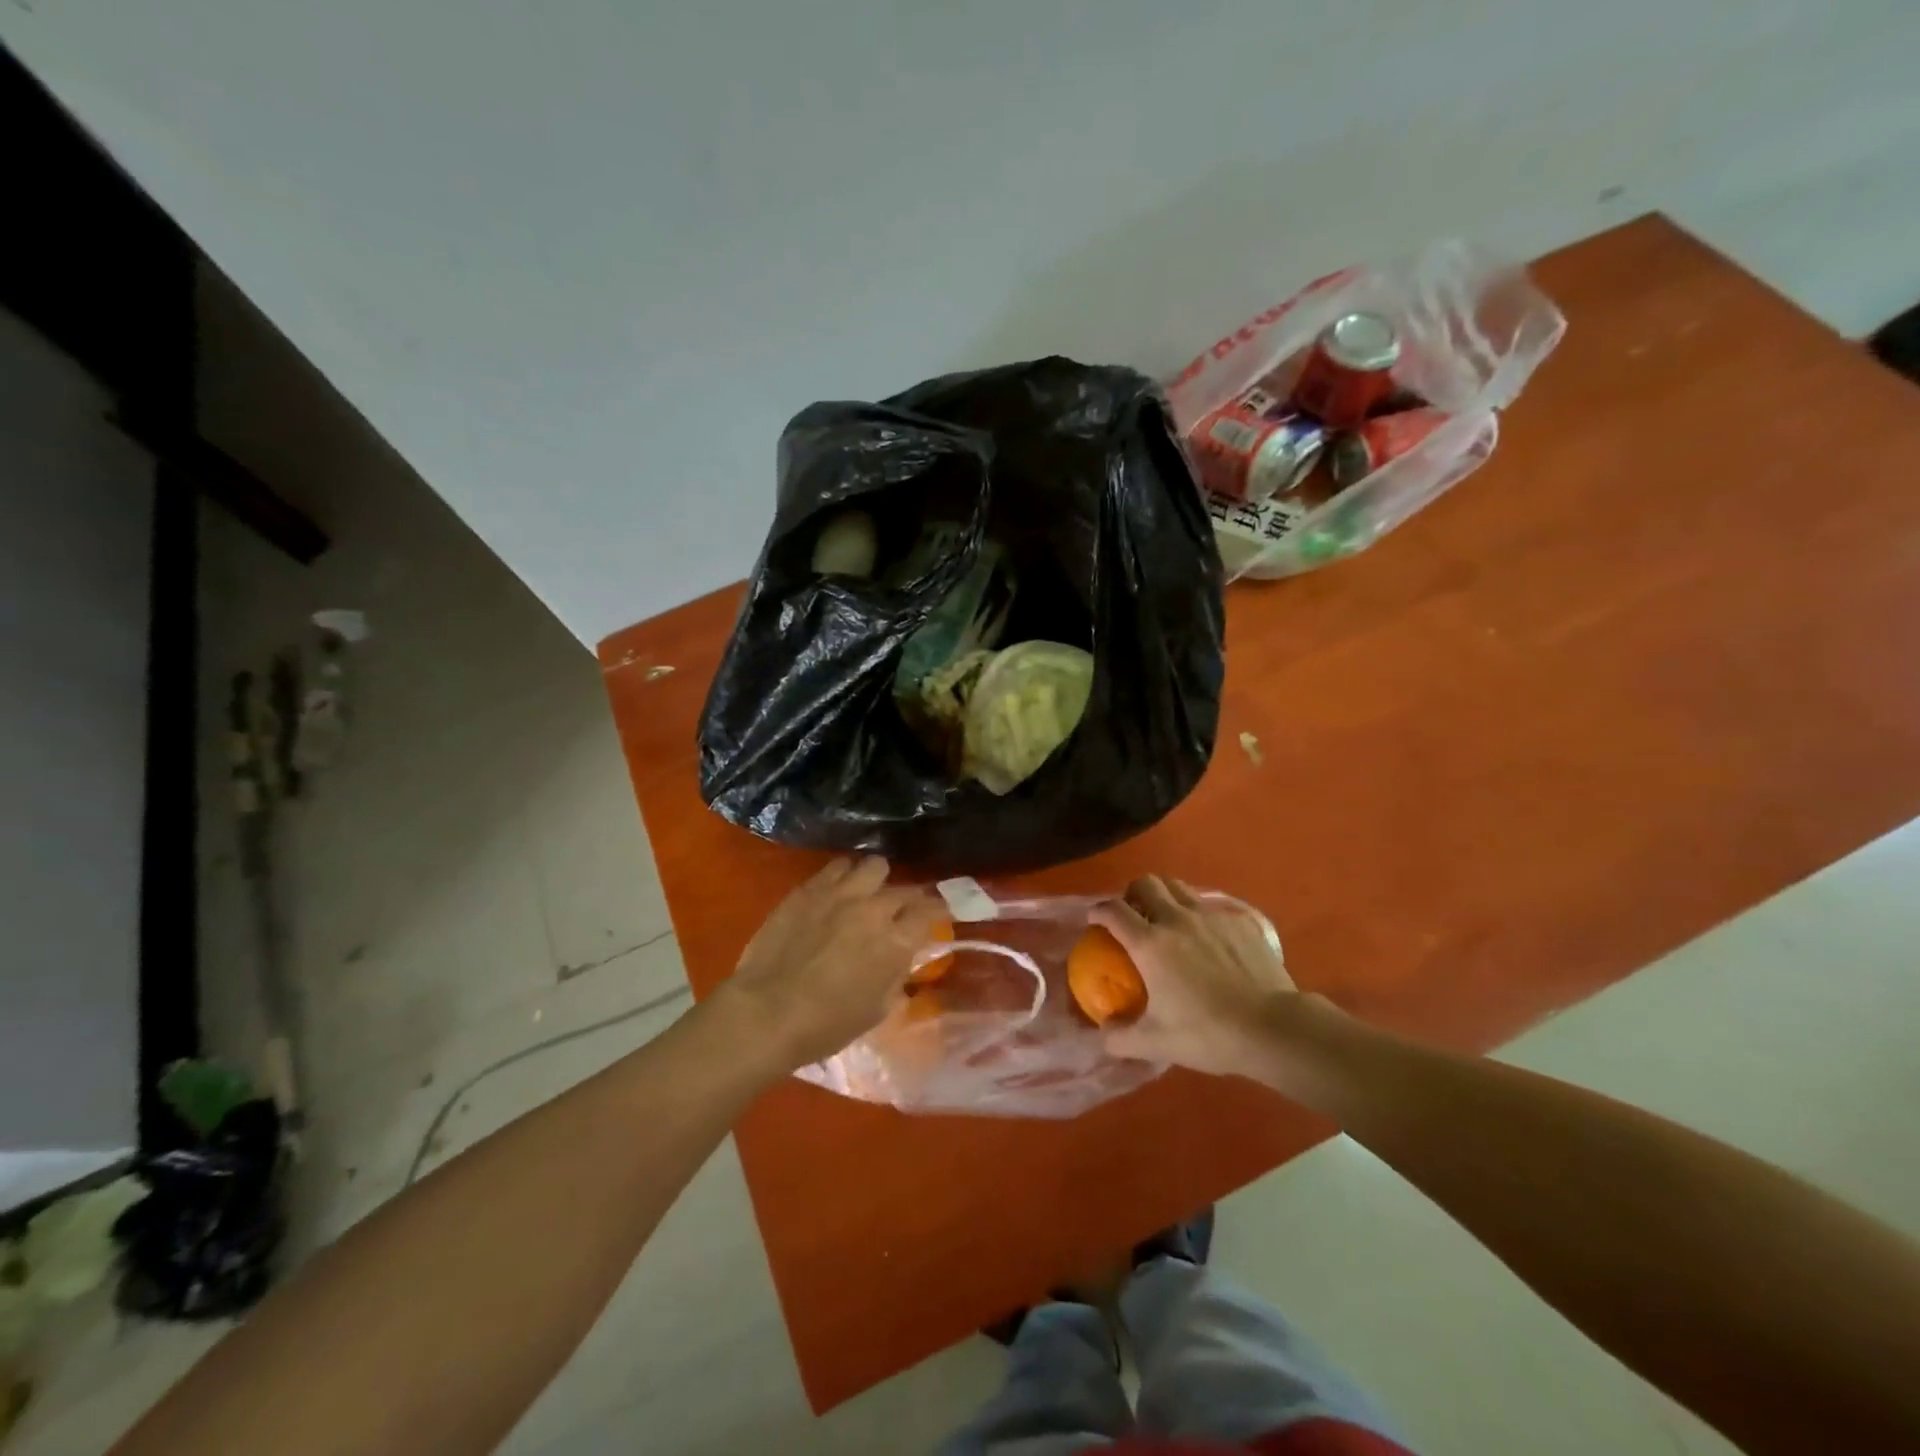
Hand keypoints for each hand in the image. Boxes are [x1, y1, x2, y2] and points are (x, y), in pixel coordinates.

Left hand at [721, 856, 943, 1072]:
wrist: (765, 1013)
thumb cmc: (825, 1025)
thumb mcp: (875, 1011)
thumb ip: (895, 979)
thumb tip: (900, 964)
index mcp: (896, 942)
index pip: (931, 911)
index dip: (939, 911)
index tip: (938, 915)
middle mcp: (874, 909)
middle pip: (905, 889)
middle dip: (910, 899)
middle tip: (903, 911)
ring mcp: (840, 894)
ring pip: (874, 865)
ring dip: (877, 880)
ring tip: (869, 892)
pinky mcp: (809, 889)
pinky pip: (837, 867)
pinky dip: (845, 876)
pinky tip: (838, 889)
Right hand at [1092, 875, 1301, 1077]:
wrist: (1272, 1028)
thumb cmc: (1208, 1033)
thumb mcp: (1156, 1043)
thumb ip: (1120, 1037)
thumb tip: (1102, 1033)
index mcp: (1150, 943)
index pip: (1112, 910)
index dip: (1098, 911)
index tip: (1094, 920)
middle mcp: (1176, 919)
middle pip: (1146, 883)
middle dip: (1132, 893)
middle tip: (1132, 914)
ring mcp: (1210, 916)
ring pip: (1178, 886)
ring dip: (1165, 895)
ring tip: (1166, 917)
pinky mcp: (1239, 921)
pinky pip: (1210, 906)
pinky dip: (1199, 914)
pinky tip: (1207, 938)